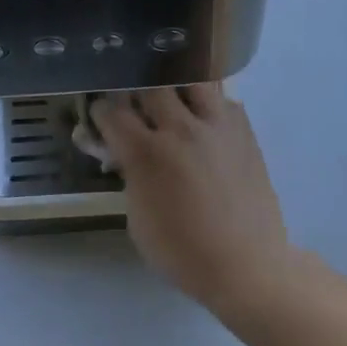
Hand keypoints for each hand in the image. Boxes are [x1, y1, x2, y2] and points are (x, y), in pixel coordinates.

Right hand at [94, 86, 290, 309]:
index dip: (101, 112)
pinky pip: (223, 100)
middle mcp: (180, 129)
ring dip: (176, 88)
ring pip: (191, 80)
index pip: (112, 112)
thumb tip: (124, 155)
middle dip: (136, 93)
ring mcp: (216, 126)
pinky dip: (209, 105)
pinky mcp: (243, 130)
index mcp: (147, 152)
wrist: (246, 265)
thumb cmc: (183, 252)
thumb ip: (129, 176)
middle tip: (136, 108)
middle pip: (150, 86)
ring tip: (174, 105)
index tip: (101, 117)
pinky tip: (205, 123)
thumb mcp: (137, 220)